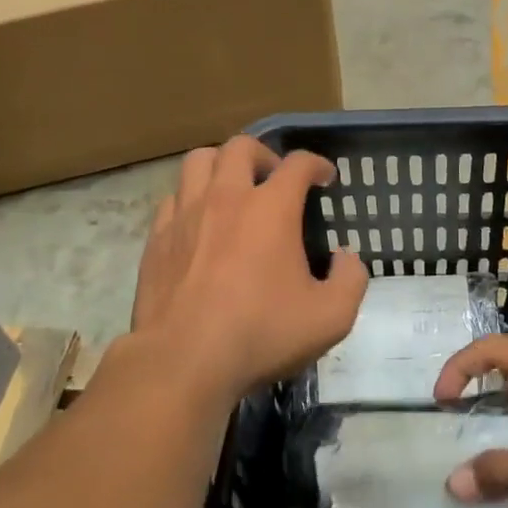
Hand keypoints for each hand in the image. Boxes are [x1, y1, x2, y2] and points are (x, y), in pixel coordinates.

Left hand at [132, 136, 368, 403]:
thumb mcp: (330, 317)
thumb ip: (351, 280)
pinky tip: (198, 222)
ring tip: (232, 188)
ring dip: (221, 165)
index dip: (316, 164)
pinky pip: (173, 197)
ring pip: (200, 161)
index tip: (325, 177)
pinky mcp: (157, 237)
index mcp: (272, 208)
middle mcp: (227, 197)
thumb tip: (346, 257)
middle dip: (265, 154)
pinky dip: (190, 198)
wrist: (184, 360)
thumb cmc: (261, 334)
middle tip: (274, 178)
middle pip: (242, 146)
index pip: (298, 164)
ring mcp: (186, 213)